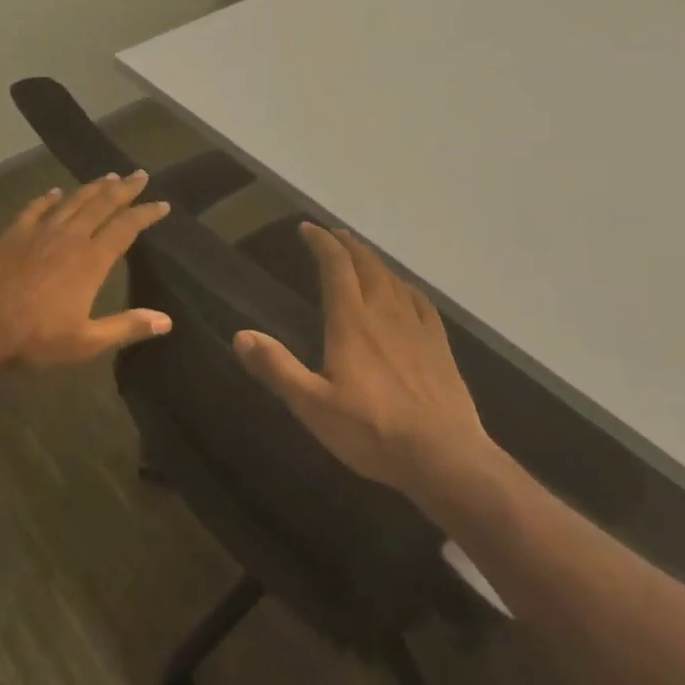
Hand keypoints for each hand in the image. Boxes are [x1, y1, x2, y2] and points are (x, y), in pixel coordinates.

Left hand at [0, 172, 173, 368]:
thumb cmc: (35, 337)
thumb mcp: (86, 341)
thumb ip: (127, 327)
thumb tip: (166, 321)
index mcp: (92, 260)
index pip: (126, 227)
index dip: (146, 214)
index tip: (162, 204)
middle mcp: (70, 237)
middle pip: (102, 204)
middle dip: (124, 189)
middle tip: (140, 175)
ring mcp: (40, 232)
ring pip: (73, 201)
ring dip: (93, 188)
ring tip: (108, 176)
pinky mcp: (13, 234)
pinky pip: (35, 209)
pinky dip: (48, 199)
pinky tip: (55, 192)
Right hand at [233, 223, 488, 496]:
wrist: (444, 456)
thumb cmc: (372, 431)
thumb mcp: (313, 405)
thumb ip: (277, 368)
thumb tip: (240, 335)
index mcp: (352, 321)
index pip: (335, 266)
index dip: (321, 242)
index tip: (307, 228)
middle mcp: (384, 313)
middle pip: (366, 265)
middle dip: (347, 245)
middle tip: (333, 234)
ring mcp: (416, 328)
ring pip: (392, 279)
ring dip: (373, 260)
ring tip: (361, 255)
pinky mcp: (439, 346)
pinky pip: (420, 302)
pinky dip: (405, 286)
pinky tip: (404, 291)